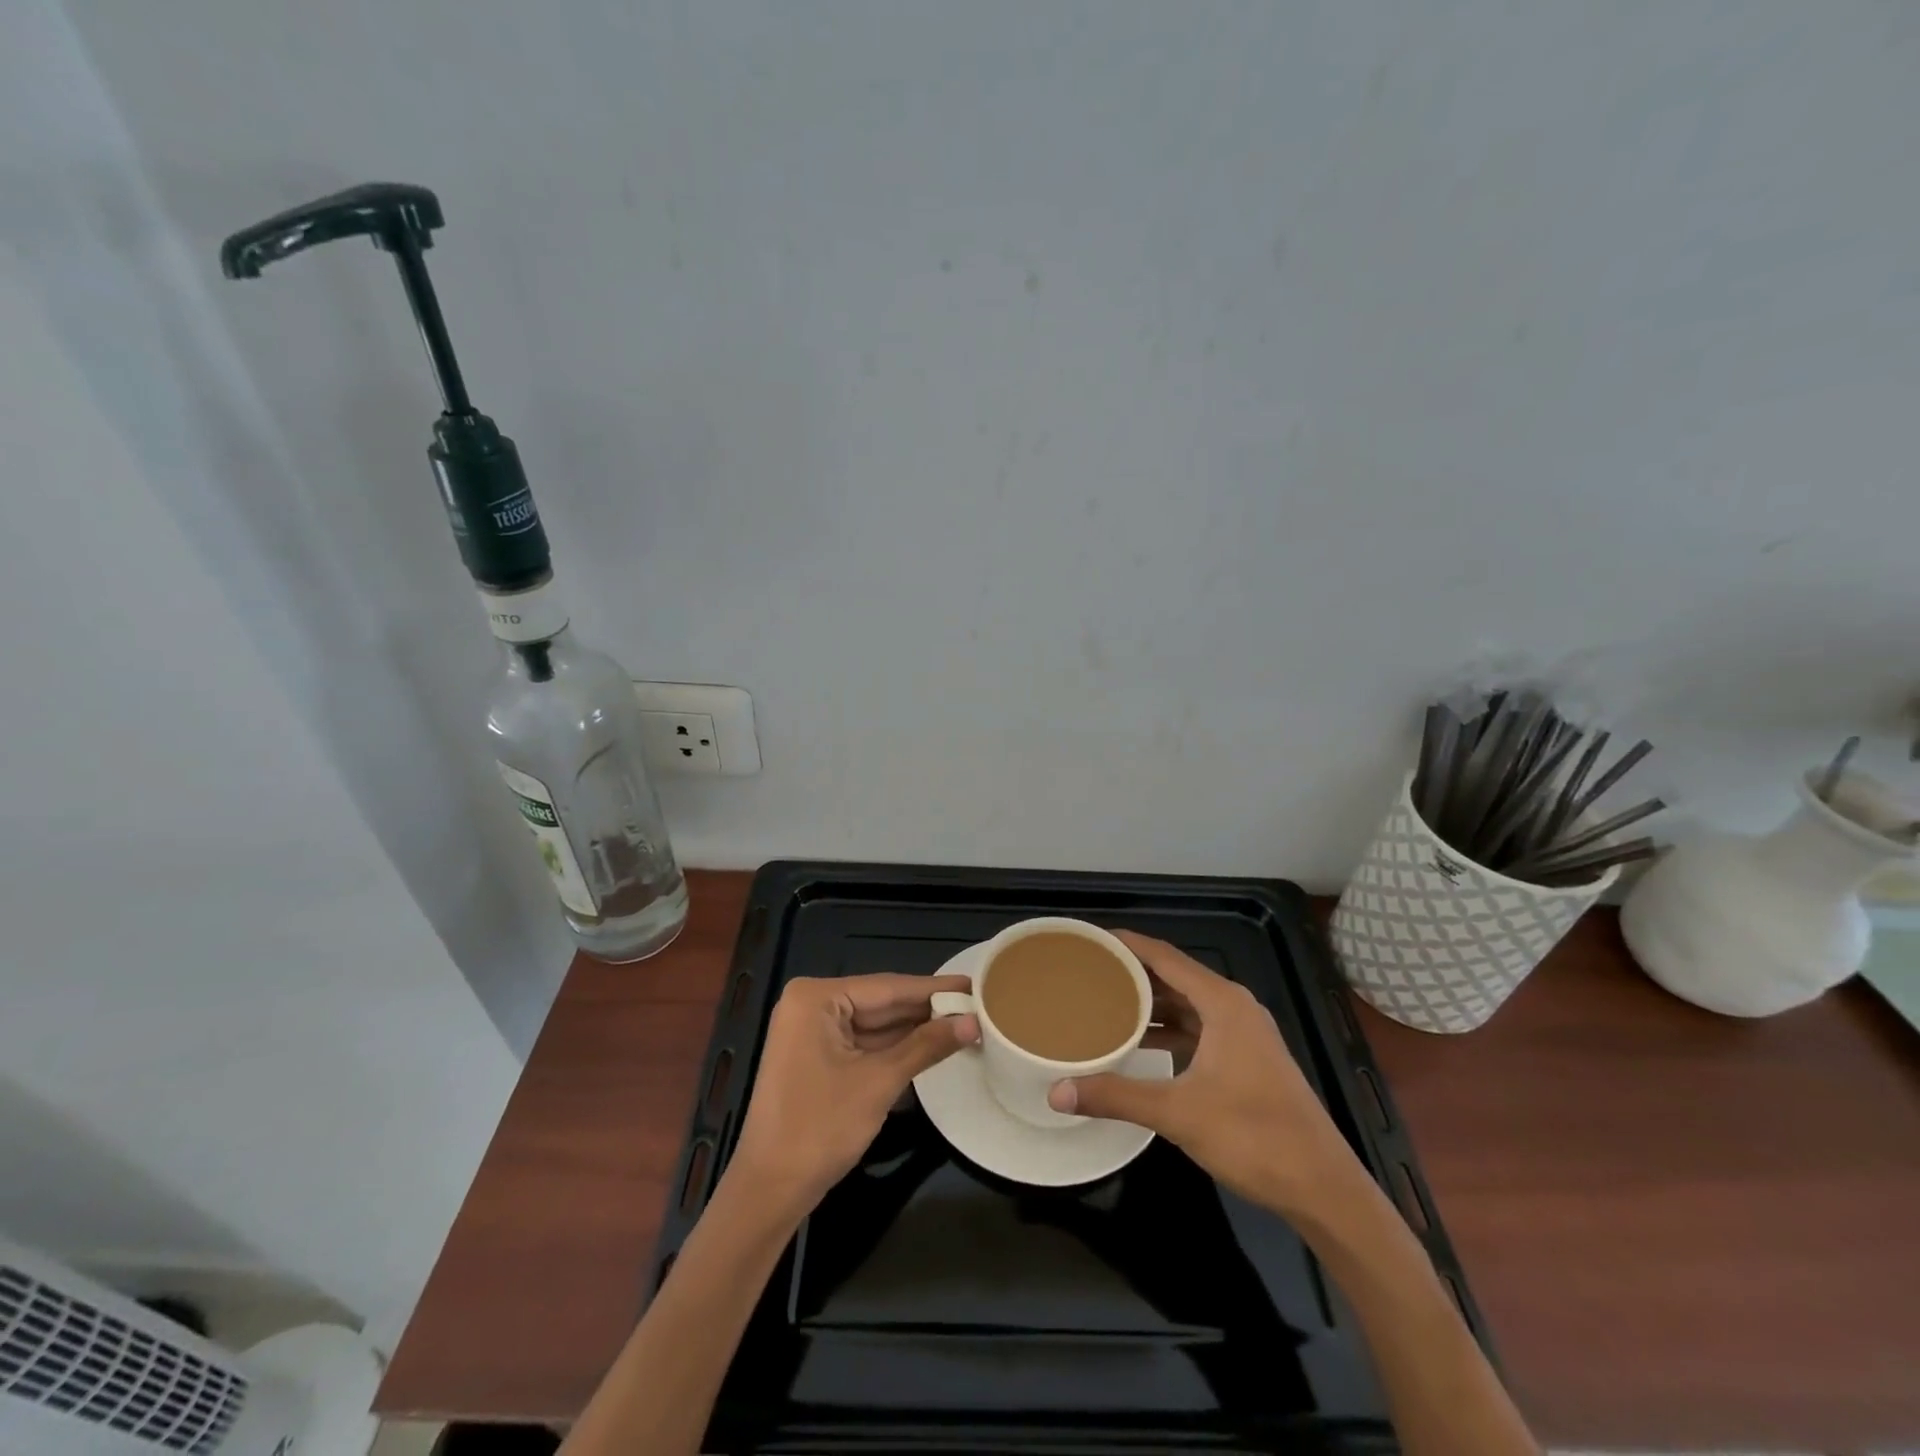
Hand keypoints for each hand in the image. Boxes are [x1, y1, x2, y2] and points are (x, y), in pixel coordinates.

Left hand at [727, 973, 979, 1214]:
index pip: (887, 986)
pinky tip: (931, 1044)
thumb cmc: (819, 1128)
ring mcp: (811, 1032)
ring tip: (964, 1023)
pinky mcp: (816, 1057)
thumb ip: (926, 1046)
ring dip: (915, 1029)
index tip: (974, 984)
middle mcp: (811, 1005)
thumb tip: (972, 1022)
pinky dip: (895, 1047)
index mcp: (816, 997)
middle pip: (881, 1002)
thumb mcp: (879, 1082)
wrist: (769, 1190)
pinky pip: (863, 1043)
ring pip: (875, 1024)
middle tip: (977, 1005)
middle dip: (927, 1010)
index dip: (934, 988)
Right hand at [1047, 931, 1360, 1215]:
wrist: (1323, 1188)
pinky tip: (1141, 1042)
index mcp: (1223, 1003)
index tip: (1091, 938)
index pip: (1165, 957)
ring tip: (1105, 1001)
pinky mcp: (1248, 1060)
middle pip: (1175, 976)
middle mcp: (1235, 1008)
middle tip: (1089, 971)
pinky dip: (1169, 1028)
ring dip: (1151, 1002)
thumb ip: (1116, 1097)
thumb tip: (1057, 1092)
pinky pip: (1199, 1027)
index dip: (1128, 943)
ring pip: (1188, 1004)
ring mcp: (1245, 1035)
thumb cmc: (1253, 1137)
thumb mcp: (1177, 1113)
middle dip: (1133, 972)